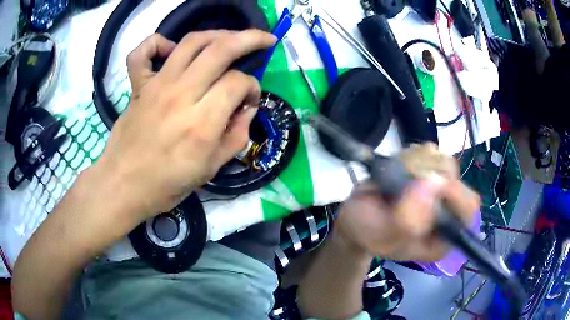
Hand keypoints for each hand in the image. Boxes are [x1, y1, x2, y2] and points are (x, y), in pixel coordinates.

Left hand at [91, 30, 275, 225]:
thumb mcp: (212, 169)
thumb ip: (237, 135)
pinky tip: (170, 49)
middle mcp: (181, 95)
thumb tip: (248, 107)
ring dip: (217, 34)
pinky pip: (143, 53)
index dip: (253, 87)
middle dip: (250, 39)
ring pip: (191, 42)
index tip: (250, 99)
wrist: (124, 186)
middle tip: (265, 40)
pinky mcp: (138, 86)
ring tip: (230, 38)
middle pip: (221, 50)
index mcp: (202, 123)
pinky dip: (157, 43)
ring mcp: (157, 86)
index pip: (238, 82)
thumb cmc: (168, 184)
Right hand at [335, 144, 479, 261]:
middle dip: (431, 175)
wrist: (357, 216)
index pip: (467, 211)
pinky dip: (414, 154)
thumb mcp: (383, 236)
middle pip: (459, 182)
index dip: (454, 193)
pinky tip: (400, 168)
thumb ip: (407, 221)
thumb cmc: (369, 232)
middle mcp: (448, 214)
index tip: (429, 179)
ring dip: (419, 164)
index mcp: (443, 238)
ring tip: (398, 176)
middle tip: (407, 178)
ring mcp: (441, 192)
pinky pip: (433, 153)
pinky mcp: (431, 174)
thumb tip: (434, 183)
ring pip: (446, 163)